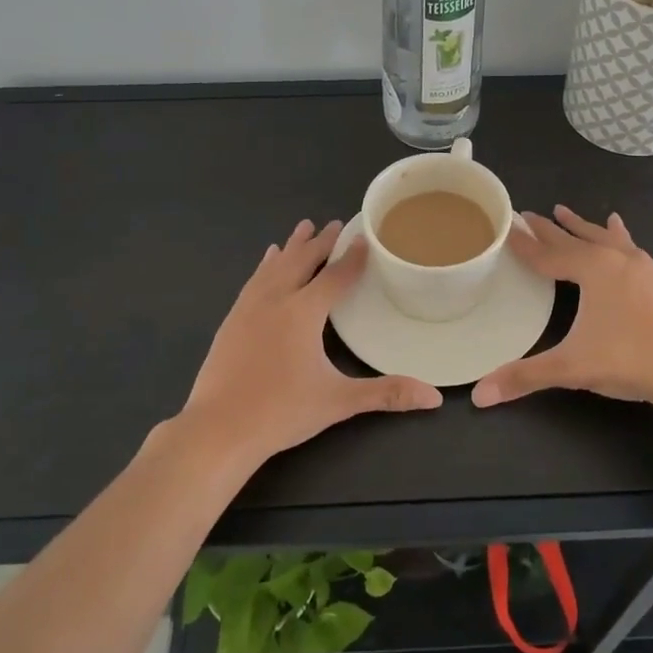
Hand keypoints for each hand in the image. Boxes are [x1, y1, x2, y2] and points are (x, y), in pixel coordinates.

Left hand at [180, 219, 441, 461]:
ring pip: (275, 266)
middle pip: (302, 261)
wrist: (218, 429)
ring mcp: (249, 308)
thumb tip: (434, 398)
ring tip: (302, 228)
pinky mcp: (231, 320)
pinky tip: (267, 262)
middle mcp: (276, 299)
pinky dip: (266, 265)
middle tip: (335, 223)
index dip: (352, 257)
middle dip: (321, 242)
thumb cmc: (282, 411)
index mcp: (304, 312)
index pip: (335, 276)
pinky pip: (254, 280)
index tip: (364, 236)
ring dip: (292, 246)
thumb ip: (386, 394)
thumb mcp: (339, 401)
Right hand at [472, 206, 652, 416]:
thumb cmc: (628, 360)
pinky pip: (628, 245)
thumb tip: (480, 395)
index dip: (524, 245)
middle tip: (527, 214)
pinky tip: (617, 225)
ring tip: (563, 209)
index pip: (547, 254)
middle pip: (573, 239)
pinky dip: (617, 234)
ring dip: (580, 226)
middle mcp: (614, 258)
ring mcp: (639, 265)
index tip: (506, 228)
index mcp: (591, 269)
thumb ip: (524, 377)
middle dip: (548, 229)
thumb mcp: (571, 368)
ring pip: (601, 237)